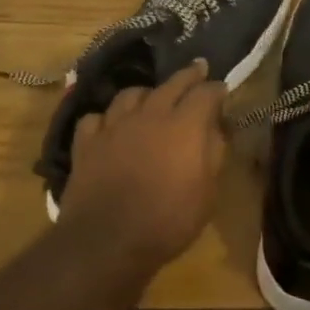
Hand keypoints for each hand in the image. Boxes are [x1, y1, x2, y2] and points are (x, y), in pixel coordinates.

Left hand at [60, 59, 228, 270]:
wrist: (107, 241)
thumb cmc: (168, 221)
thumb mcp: (207, 193)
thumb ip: (214, 154)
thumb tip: (217, 129)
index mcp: (185, 125)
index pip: (206, 93)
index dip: (216, 89)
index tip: (222, 89)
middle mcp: (150, 114)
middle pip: (172, 83)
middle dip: (188, 75)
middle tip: (198, 68)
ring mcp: (114, 125)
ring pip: (131, 94)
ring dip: (146, 93)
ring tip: (151, 97)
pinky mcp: (87, 142)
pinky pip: (96, 117)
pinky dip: (107, 119)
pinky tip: (110, 126)